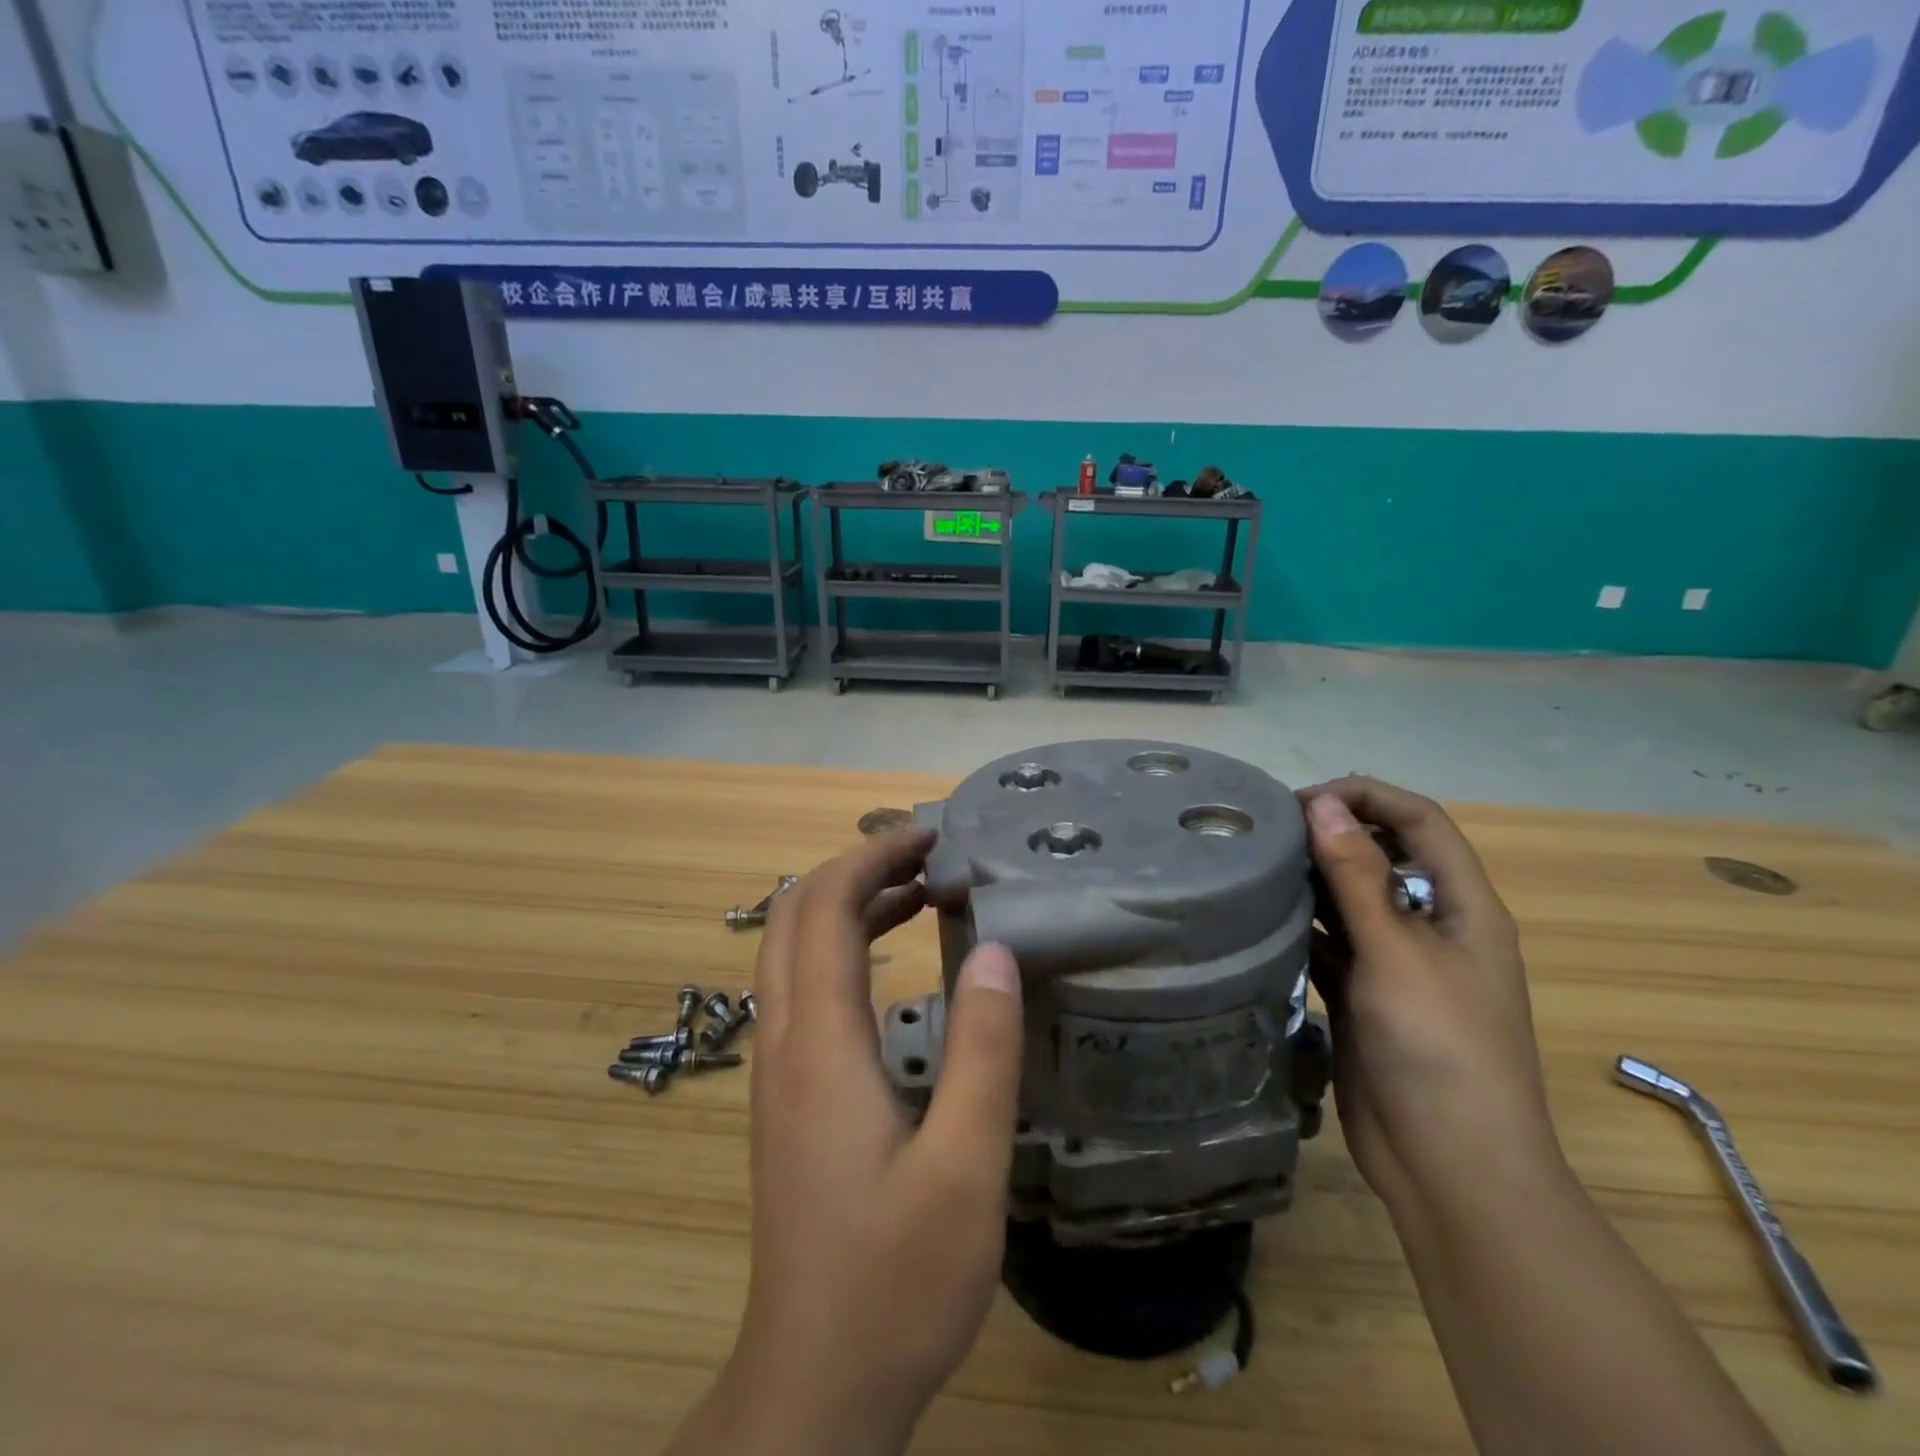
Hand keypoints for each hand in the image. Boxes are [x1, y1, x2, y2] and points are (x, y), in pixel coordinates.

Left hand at [665, 830, 1024, 1455]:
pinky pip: (805, 992)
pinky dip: (846, 951)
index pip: (824, 910)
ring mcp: (778, 1072)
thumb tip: (997, 950)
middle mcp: (784, 1043)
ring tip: (922, 893)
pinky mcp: (789, 1099)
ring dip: (851, 908)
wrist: (814, 1384)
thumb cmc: (895, 1279)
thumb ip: (982, 1051)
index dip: (871, 857)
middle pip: (796, 918)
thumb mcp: (964, 1167)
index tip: (931, 835)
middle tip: (928, 855)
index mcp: (819, 1044)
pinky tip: (895, 967)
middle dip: (856, 869)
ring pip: (797, 954)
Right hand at [1299, 778, 1565, 1224]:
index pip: (1420, 821)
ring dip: (1310, 879)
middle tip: (1266, 831)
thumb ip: (1357, 875)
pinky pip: (1328, 942)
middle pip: (1383, 855)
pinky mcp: (1362, 994)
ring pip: (1350, 899)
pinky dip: (1299, 925)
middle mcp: (1431, 926)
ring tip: (1254, 865)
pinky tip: (1259, 917)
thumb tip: (1324, 803)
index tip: (1302, 801)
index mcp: (1463, 907)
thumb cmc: (1439, 1049)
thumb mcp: (1397, 953)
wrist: (1449, 1167)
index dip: (1368, 797)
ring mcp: (1395, 963)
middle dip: (1332, 833)